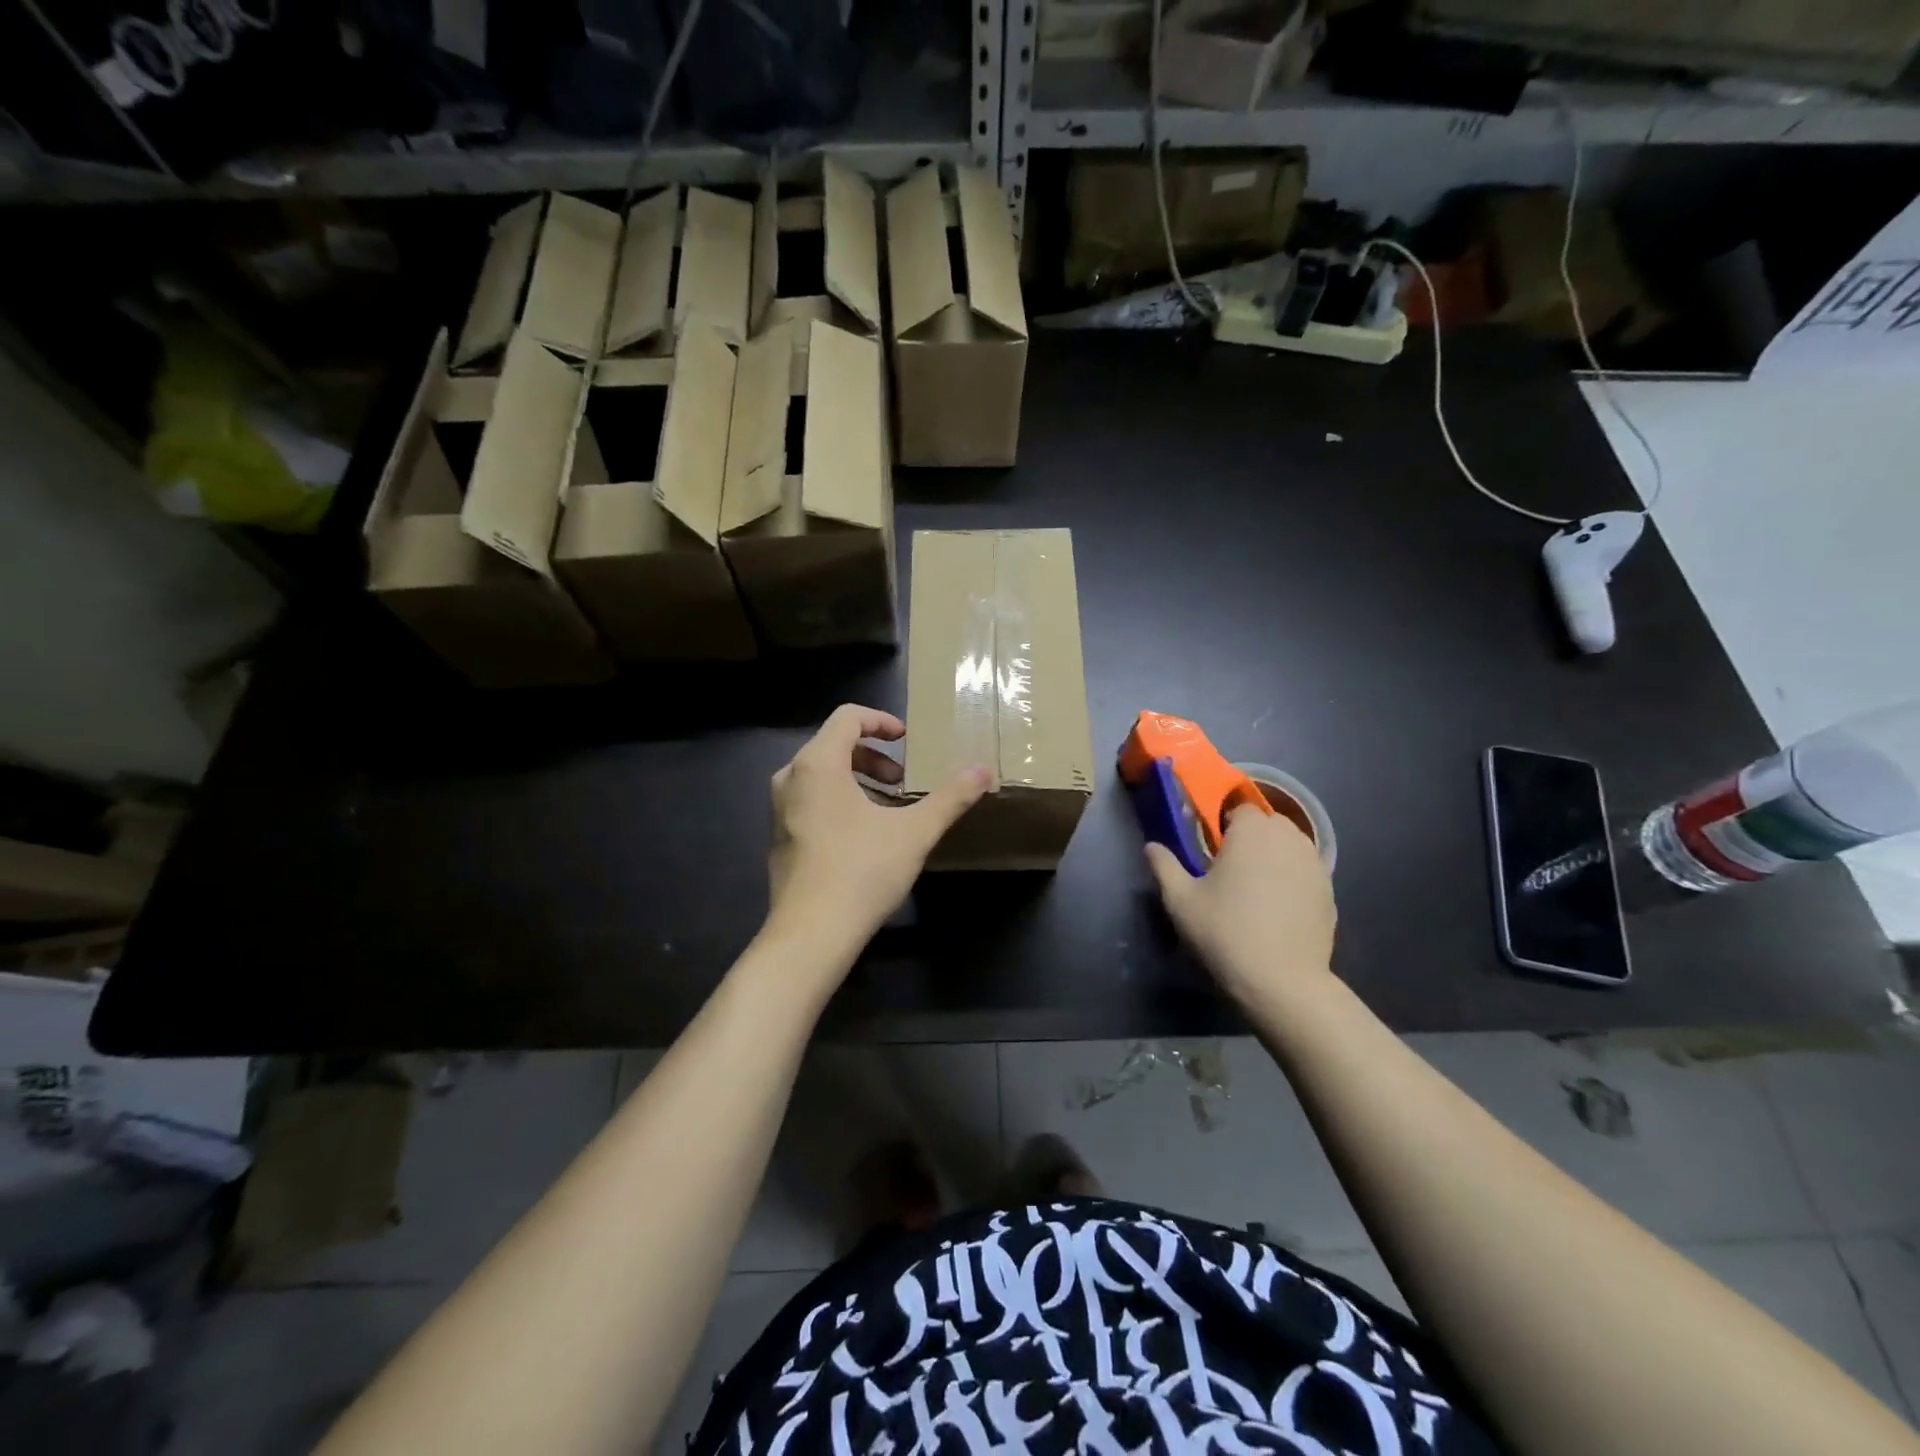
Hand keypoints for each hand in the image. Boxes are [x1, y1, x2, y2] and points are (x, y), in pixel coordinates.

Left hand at [766, 704, 989, 965]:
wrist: (810, 934)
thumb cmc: (862, 872)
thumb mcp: (915, 832)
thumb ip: (950, 797)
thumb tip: (983, 771)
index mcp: (818, 763)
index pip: (848, 717)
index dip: (882, 721)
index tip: (908, 740)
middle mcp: (791, 777)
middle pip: (834, 744)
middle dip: (874, 755)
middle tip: (903, 780)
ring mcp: (780, 809)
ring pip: (822, 774)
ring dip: (859, 779)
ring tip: (890, 806)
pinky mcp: (780, 837)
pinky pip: (811, 800)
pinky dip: (840, 800)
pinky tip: (866, 835)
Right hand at [1145, 804, 1335, 1006]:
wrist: (1282, 981)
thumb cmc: (1225, 932)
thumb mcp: (1180, 900)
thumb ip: (1164, 866)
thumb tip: (1151, 846)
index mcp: (1252, 831)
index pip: (1240, 808)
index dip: (1225, 824)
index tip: (1212, 849)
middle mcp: (1288, 838)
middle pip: (1269, 823)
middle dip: (1252, 836)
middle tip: (1231, 867)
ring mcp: (1315, 865)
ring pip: (1291, 846)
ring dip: (1274, 855)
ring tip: (1256, 885)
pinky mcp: (1329, 892)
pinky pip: (1306, 871)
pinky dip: (1293, 878)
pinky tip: (1278, 907)